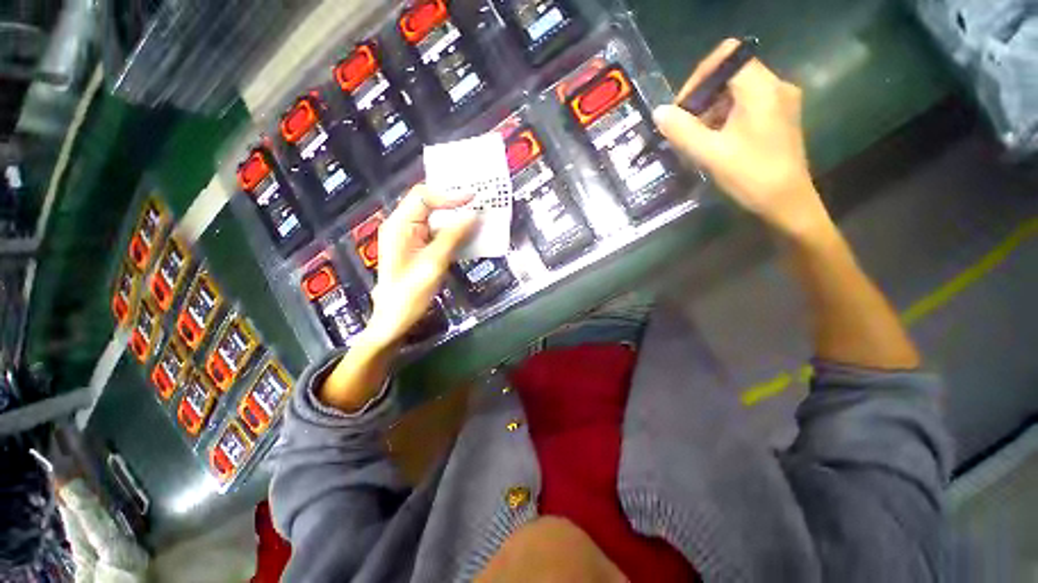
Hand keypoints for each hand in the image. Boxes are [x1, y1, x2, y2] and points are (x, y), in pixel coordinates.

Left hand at [362, 184, 475, 348]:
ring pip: (435, 219)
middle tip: (478, 204)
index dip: (449, 195)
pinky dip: (453, 232)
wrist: (394, 319)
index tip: (473, 199)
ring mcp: (409, 238)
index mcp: (399, 226)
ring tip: (478, 217)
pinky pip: (437, 233)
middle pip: (428, 204)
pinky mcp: (417, 248)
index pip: (423, 197)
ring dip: (456, 218)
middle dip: (453, 203)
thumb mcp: (434, 263)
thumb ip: (452, 236)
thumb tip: (473, 215)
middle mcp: (402, 226)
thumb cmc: (410, 293)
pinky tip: (468, 235)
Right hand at [653, 39, 830, 238]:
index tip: (682, 107)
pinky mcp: (779, 118)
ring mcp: (780, 102)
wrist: (786, 203)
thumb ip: (682, 130)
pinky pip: (746, 106)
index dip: (699, 77)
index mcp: (762, 88)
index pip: (727, 57)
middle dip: (702, 99)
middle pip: (730, 75)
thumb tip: (659, 112)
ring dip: (711, 111)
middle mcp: (775, 86)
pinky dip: (725, 119)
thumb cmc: (750, 176)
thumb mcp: (710, 154)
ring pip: (737, 92)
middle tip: (684, 128)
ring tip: (696, 139)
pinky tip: (714, 142)